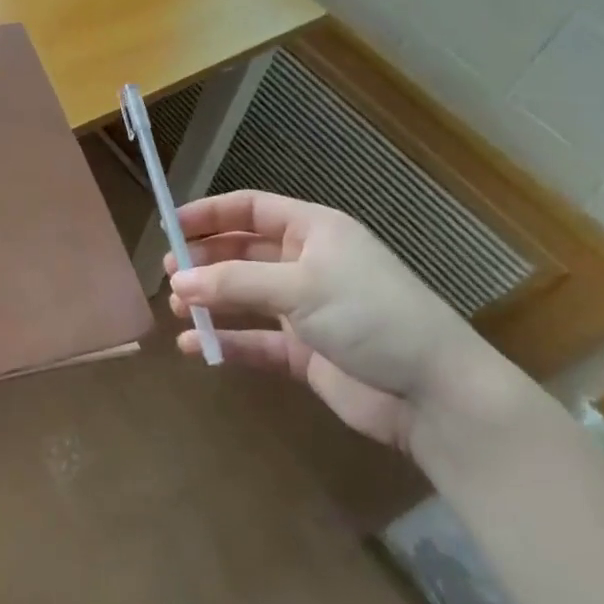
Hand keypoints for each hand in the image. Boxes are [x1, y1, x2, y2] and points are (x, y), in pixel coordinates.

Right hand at [166, 191, 510, 454]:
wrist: (434, 394)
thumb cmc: (370, 316)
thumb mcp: (299, 287)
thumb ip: (234, 282)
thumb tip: (176, 282)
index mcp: (313, 231)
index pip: (251, 209)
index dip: (209, 214)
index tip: (168, 227)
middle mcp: (307, 264)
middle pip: (242, 252)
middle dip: (204, 260)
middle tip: (169, 275)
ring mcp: (306, 308)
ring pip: (245, 296)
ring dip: (211, 301)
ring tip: (177, 310)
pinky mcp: (304, 351)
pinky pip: (255, 340)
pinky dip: (226, 341)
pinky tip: (195, 347)